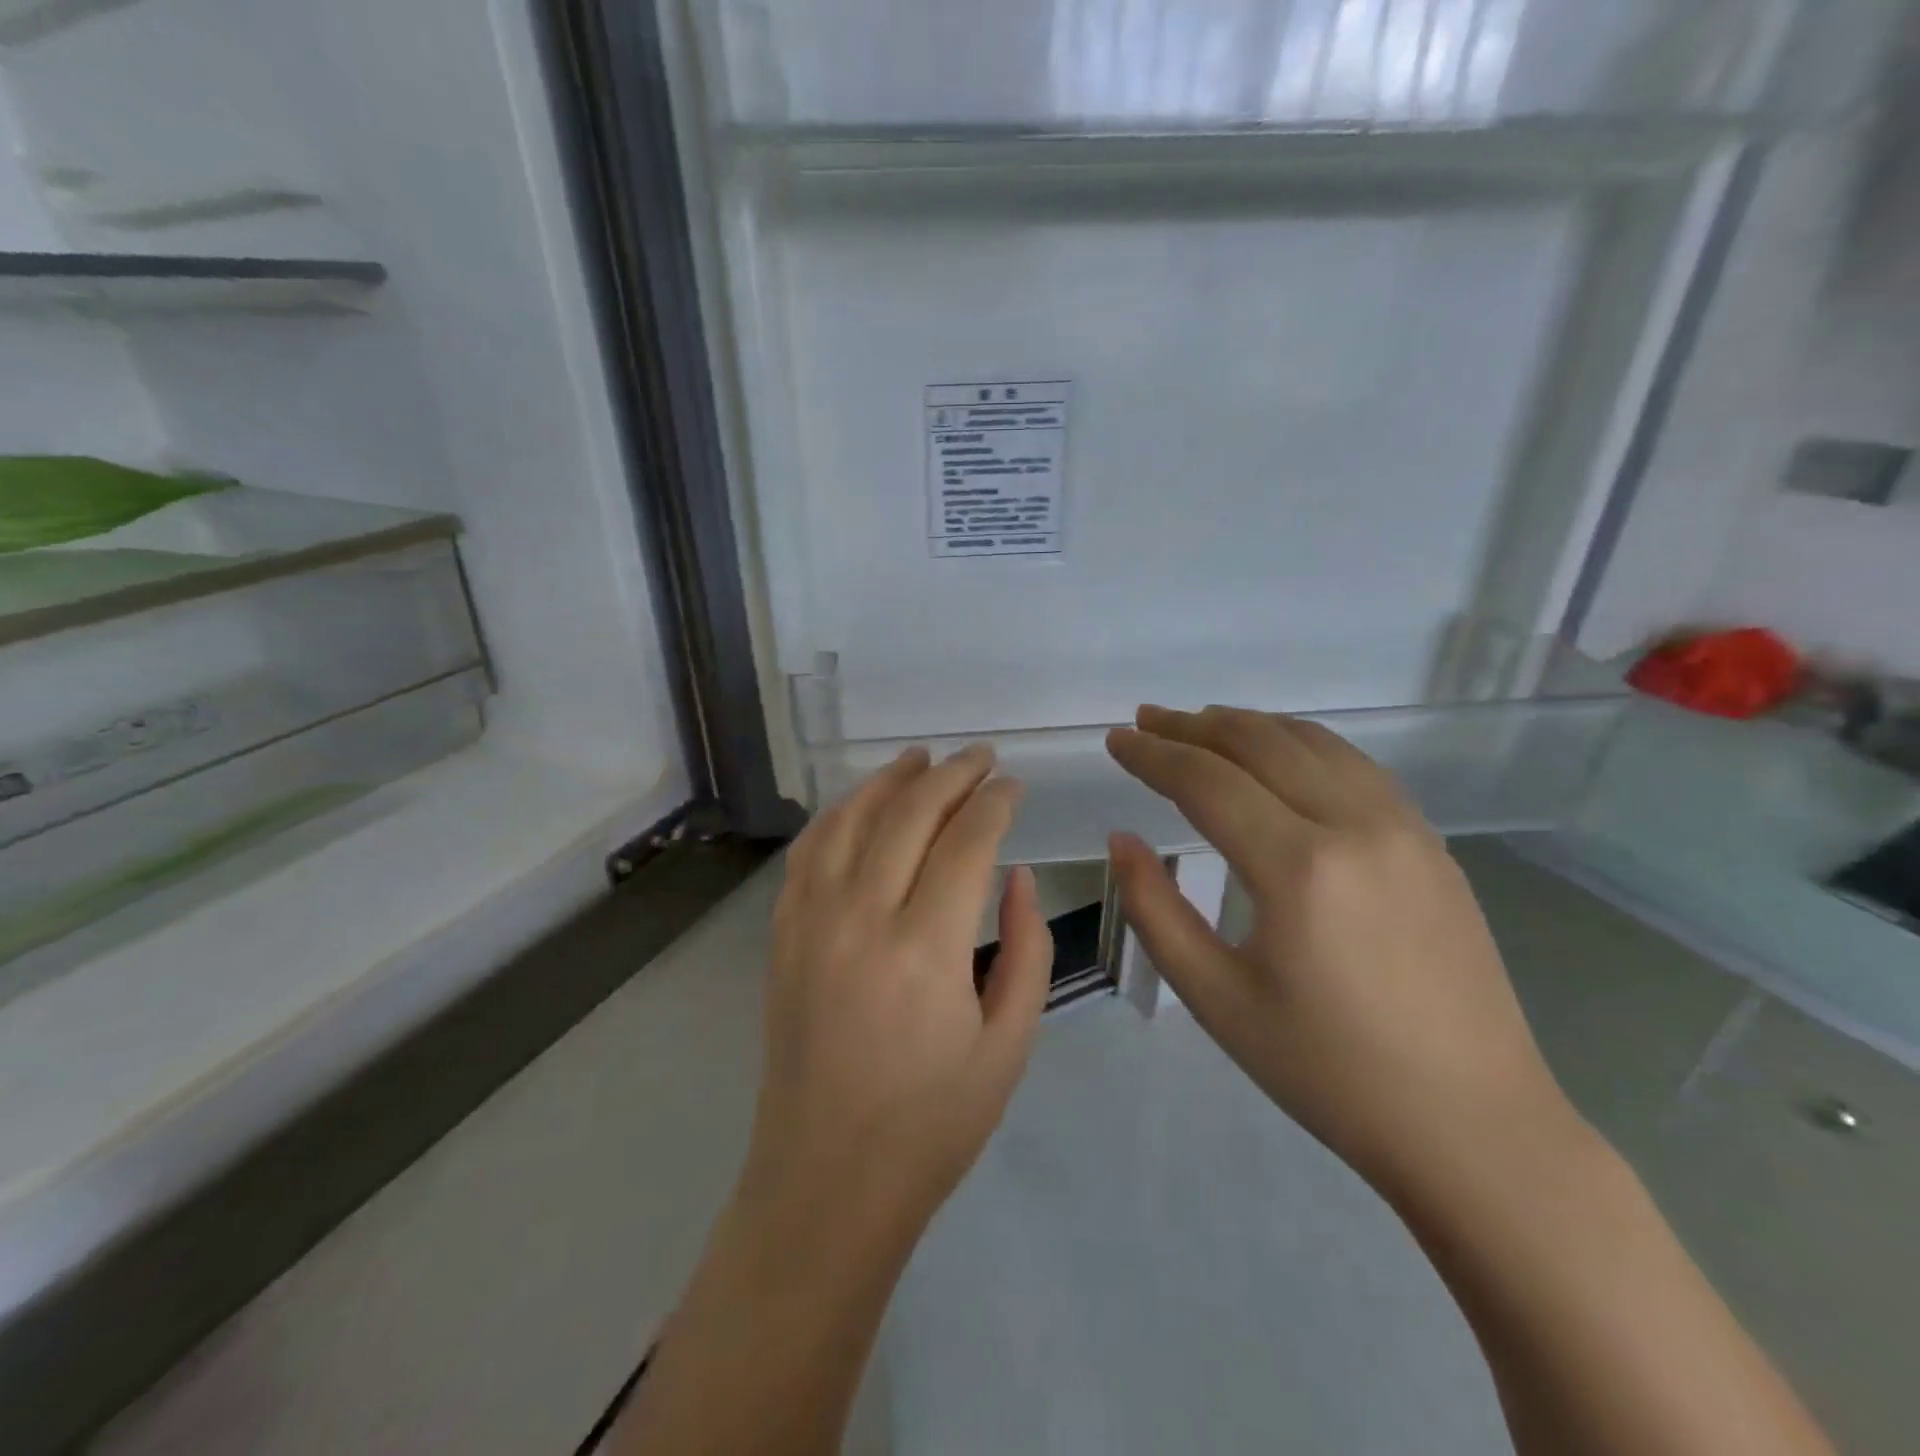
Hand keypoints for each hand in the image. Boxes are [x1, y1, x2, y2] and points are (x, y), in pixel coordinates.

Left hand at [742, 744, 1053, 1238]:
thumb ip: (1027, 950)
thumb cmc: (932, 1123)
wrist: (828, 1180)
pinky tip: (861, 803)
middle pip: (908, 815)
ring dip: (890, 780)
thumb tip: (1017, 876)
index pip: (966, 841)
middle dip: (951, 775)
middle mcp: (861, 919)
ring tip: (922, 758)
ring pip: (850, 819)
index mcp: (926, 950)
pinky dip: (838, 814)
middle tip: (981, 756)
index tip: (1013, 785)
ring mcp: (811, 922)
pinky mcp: (783, 936)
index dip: (994, 803)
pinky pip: (809, 852)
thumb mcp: (1009, 1045)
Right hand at [1106, 705, 1570, 1201]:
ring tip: (1199, 723)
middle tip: (1146, 721)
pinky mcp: (1430, 842)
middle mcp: (1355, 825)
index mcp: (1298, 868)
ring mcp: (1403, 828)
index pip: (1207, 780)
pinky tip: (1278, 752)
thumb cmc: (1328, 1071)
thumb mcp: (1217, 999)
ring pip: (1312, 742)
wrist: (1473, 1124)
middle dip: (1192, 726)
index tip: (1116, 739)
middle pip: (1259, 743)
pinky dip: (1301, 742)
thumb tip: (1122, 840)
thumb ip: (1155, 910)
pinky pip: (1354, 765)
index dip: (1153, 754)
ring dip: (1247, 725)